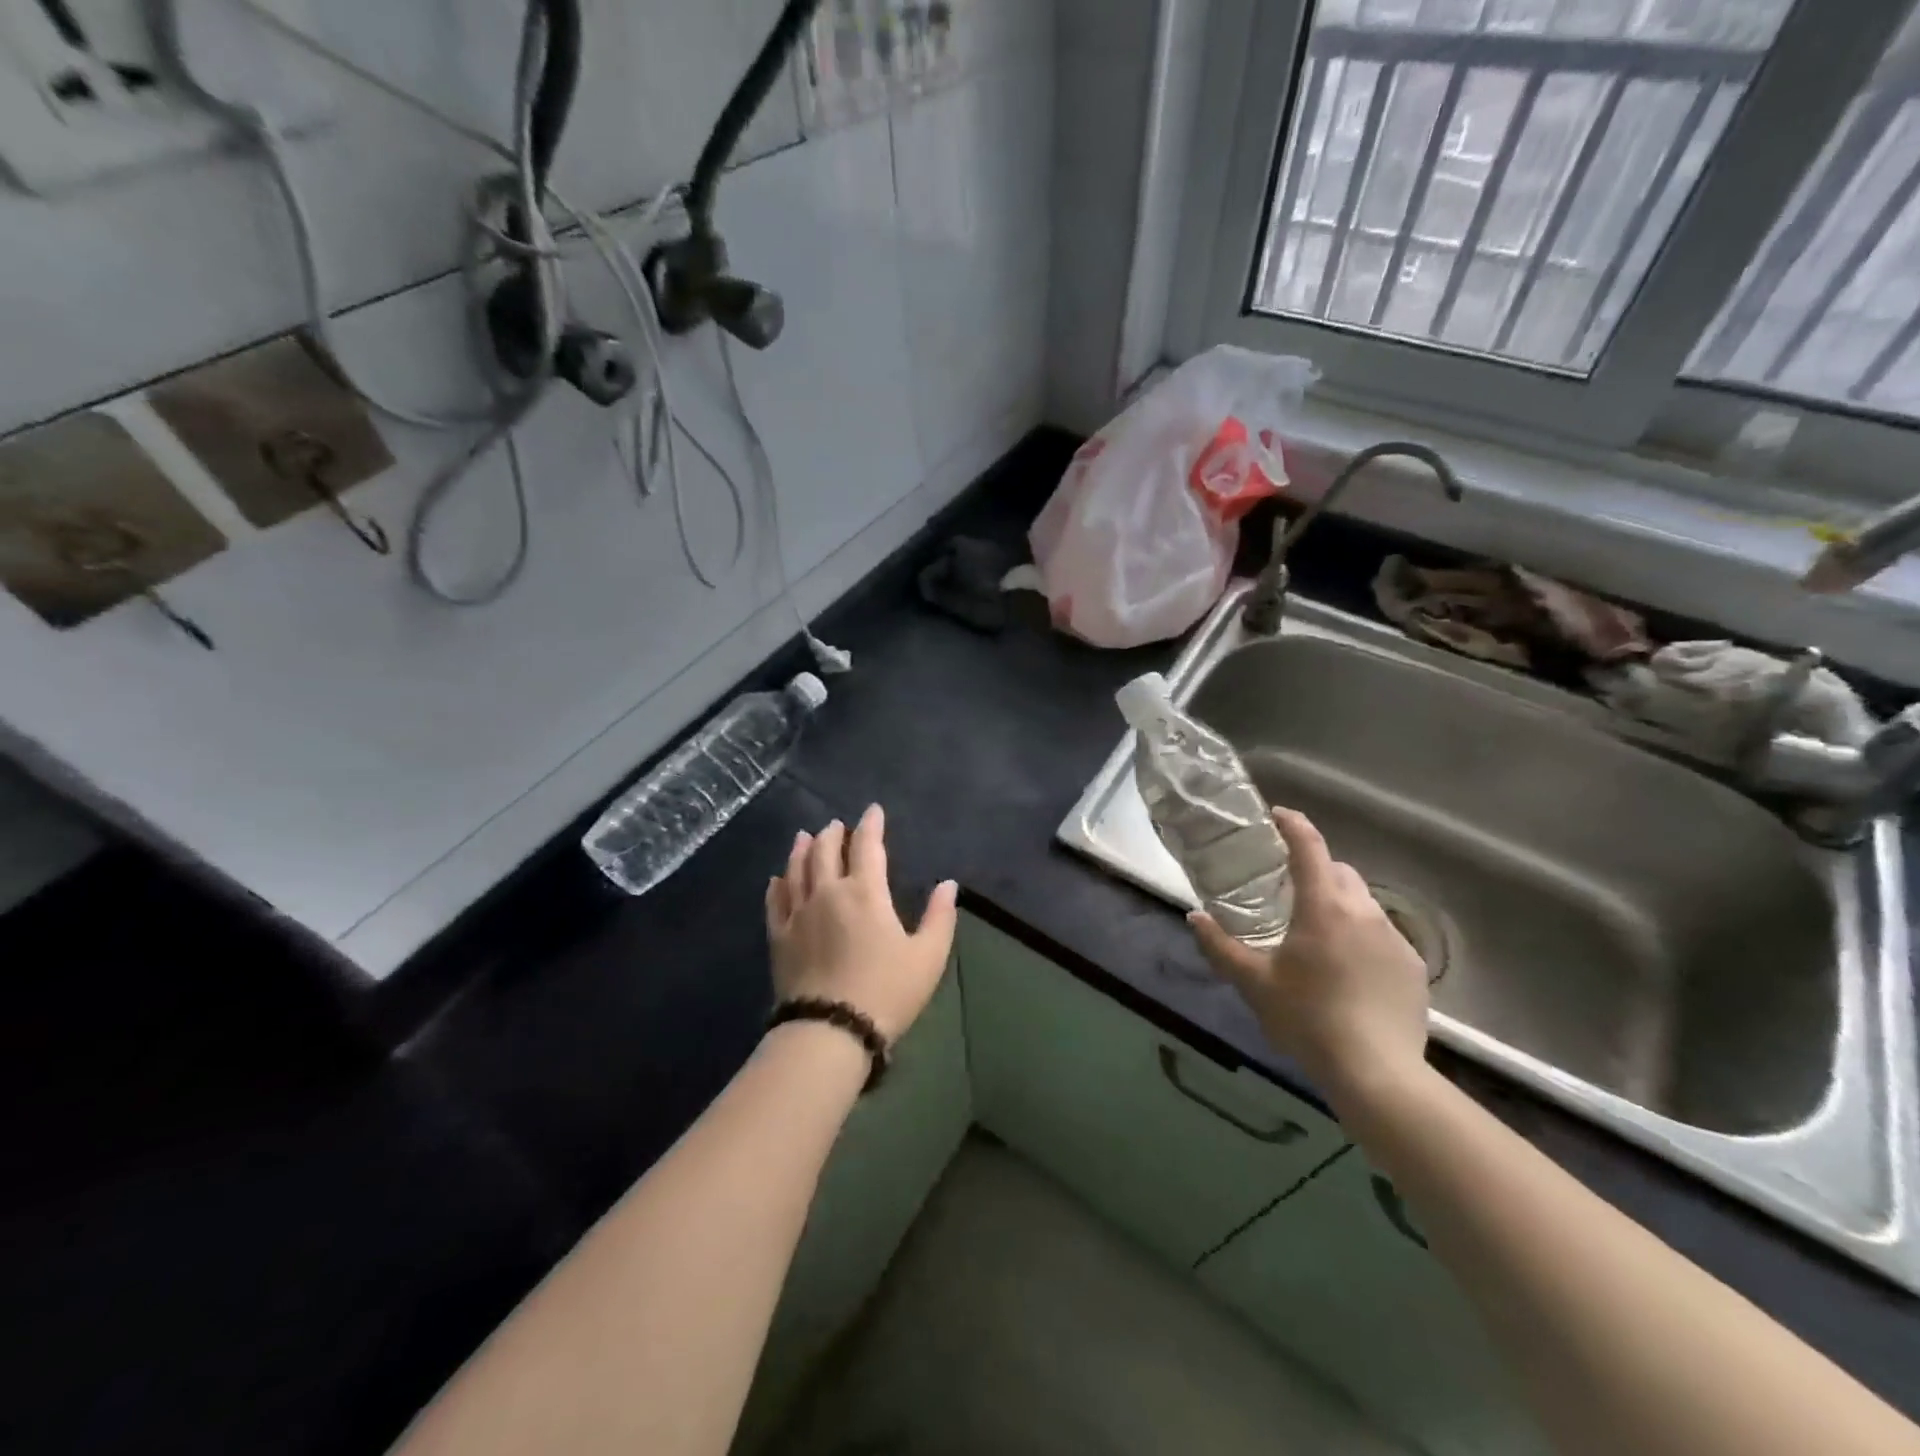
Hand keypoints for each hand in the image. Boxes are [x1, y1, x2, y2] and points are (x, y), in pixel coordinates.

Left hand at [766, 804, 958, 1043]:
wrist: (830, 1030)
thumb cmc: (887, 991)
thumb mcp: (928, 956)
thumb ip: (939, 917)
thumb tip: (948, 884)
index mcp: (866, 893)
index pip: (868, 846)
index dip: (871, 825)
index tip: (873, 811)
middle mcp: (828, 892)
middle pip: (826, 851)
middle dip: (834, 833)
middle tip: (837, 825)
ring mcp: (799, 913)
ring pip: (796, 869)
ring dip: (802, 849)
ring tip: (805, 836)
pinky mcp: (779, 936)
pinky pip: (775, 900)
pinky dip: (777, 884)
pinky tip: (777, 878)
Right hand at [1190, 808, 1429, 1106]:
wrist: (1377, 1073)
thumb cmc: (1307, 1018)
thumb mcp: (1252, 982)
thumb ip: (1219, 945)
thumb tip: (1194, 916)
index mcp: (1324, 906)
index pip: (1309, 847)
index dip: (1292, 824)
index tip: (1276, 816)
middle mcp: (1364, 912)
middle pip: (1339, 871)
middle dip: (1315, 869)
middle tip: (1288, 890)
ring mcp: (1395, 939)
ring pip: (1363, 903)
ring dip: (1339, 904)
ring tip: (1316, 935)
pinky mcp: (1414, 967)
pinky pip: (1383, 935)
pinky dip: (1361, 936)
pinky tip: (1347, 970)